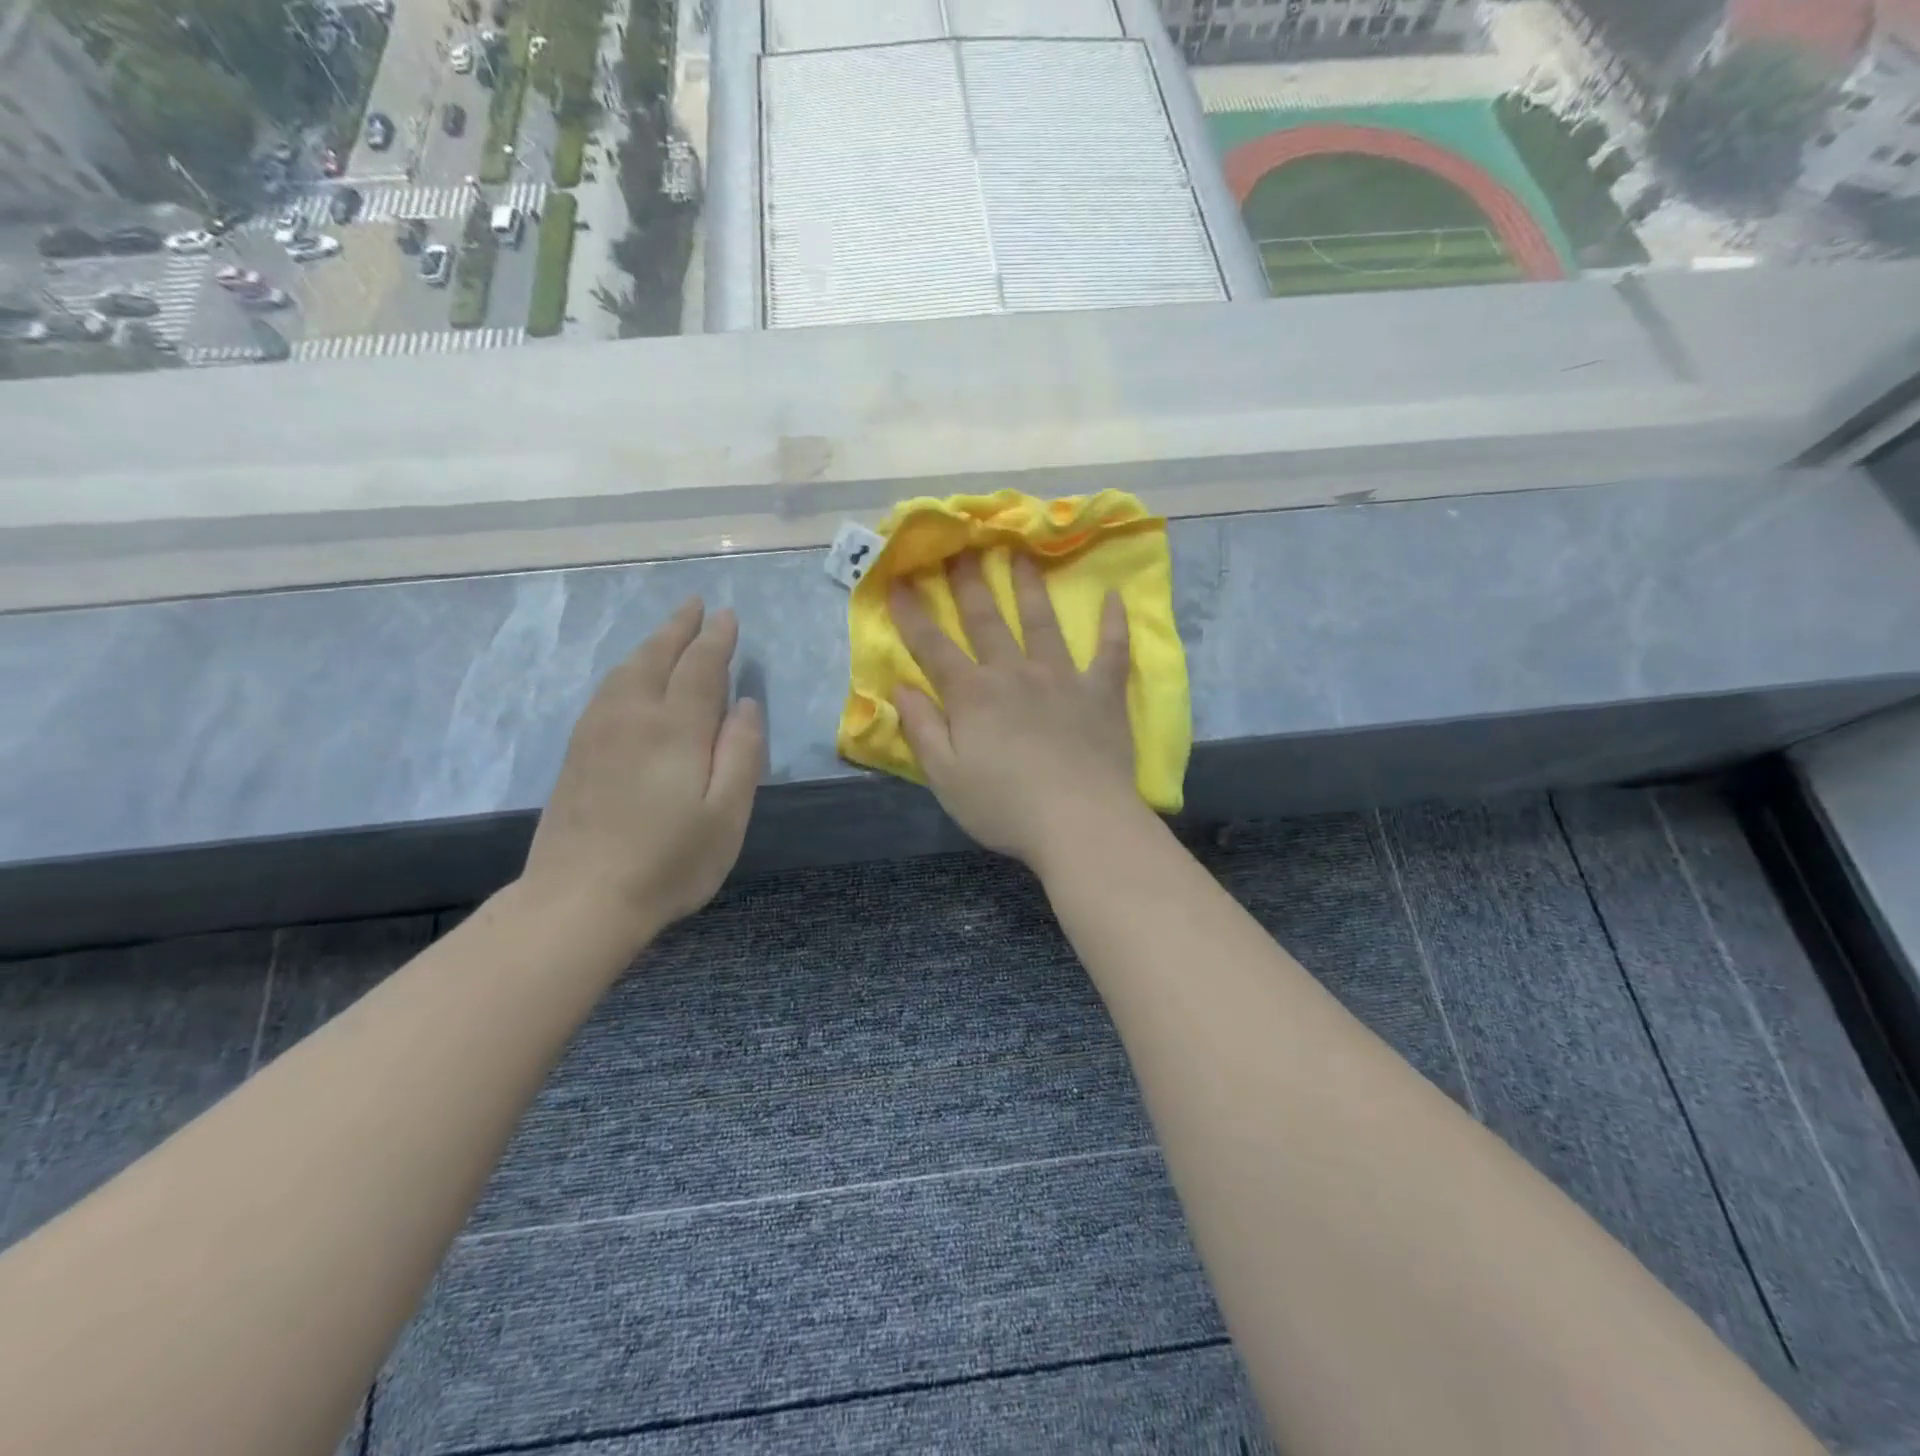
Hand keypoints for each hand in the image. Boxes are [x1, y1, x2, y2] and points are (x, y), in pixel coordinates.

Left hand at [520, 599, 763, 944]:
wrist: (580, 899)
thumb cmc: (669, 862)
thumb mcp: (727, 814)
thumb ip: (741, 753)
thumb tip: (746, 705)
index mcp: (676, 728)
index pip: (701, 667)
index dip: (716, 640)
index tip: (727, 616)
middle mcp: (634, 717)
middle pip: (657, 657)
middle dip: (680, 628)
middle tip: (696, 605)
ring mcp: (598, 733)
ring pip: (626, 670)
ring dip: (650, 644)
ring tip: (667, 633)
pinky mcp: (577, 753)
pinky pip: (605, 691)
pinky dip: (625, 670)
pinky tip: (629, 677)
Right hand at [890, 552, 1141, 868]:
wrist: (1080, 822)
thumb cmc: (1005, 806)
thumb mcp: (945, 777)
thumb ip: (921, 729)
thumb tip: (901, 686)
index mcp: (973, 695)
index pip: (933, 646)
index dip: (912, 613)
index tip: (897, 580)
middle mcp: (1014, 673)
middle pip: (987, 619)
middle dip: (969, 582)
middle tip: (963, 544)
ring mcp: (1062, 678)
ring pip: (1043, 622)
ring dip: (1030, 586)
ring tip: (1023, 553)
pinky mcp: (1101, 692)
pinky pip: (1111, 650)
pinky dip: (1114, 623)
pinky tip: (1116, 596)